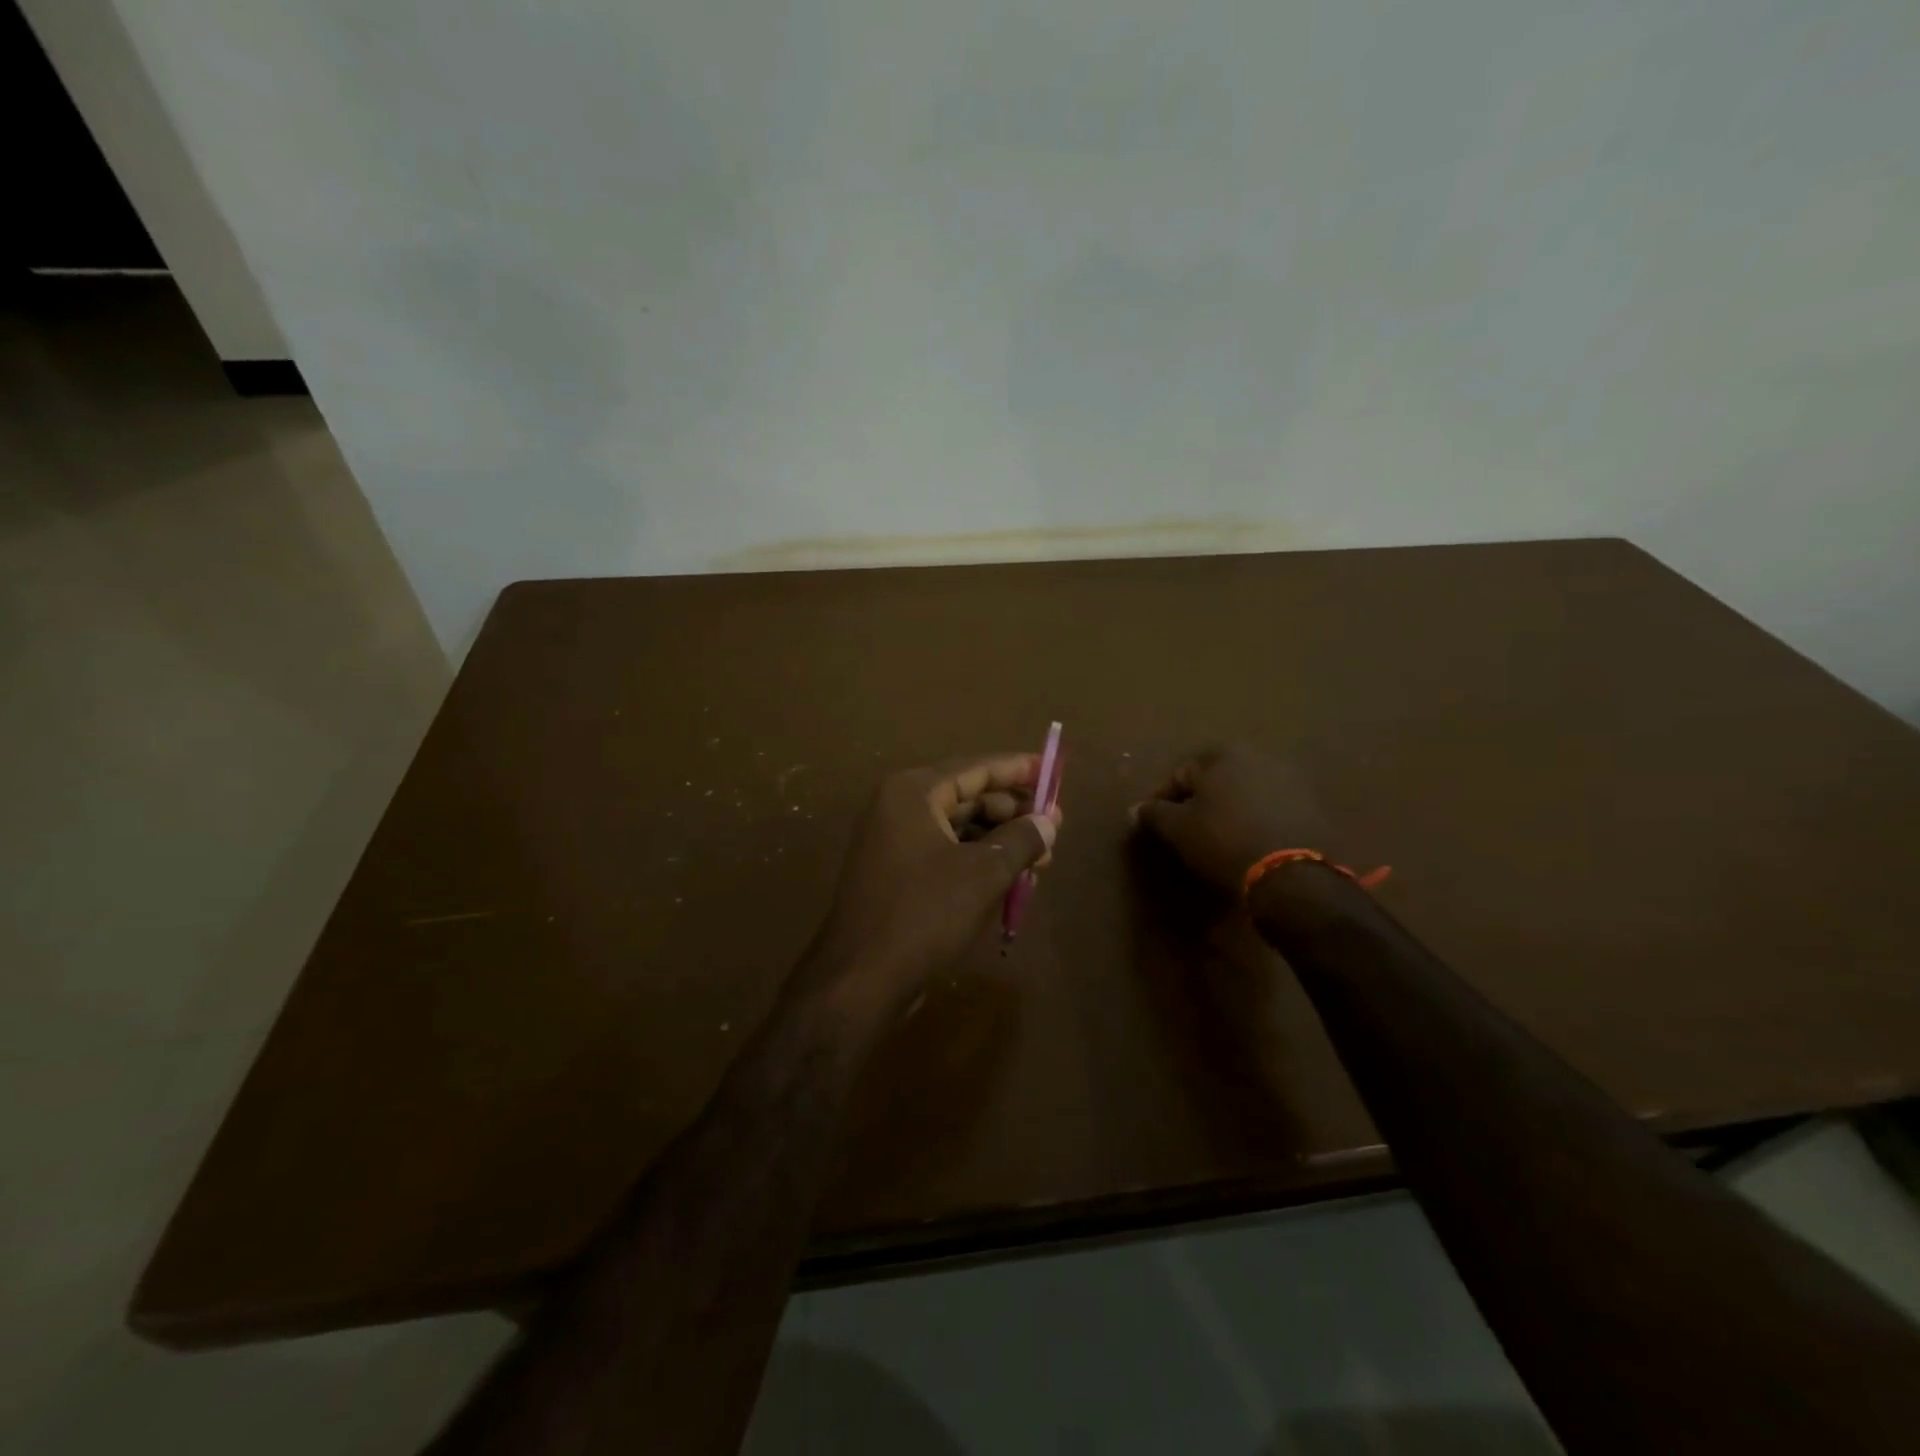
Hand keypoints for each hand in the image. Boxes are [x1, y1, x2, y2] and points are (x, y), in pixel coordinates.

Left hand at [808, 753, 1059, 1021]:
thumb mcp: (984, 873)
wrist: (861, 978)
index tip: (1052, 770)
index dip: (1017, 769)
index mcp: (912, 793)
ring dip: (999, 842)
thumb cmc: (924, 913)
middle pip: (967, 797)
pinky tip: (1010, 880)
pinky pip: (944, 854)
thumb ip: (1022, 839)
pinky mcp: (895, 874)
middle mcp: (898, 808)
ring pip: (958, 829)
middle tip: (1054, 828)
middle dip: (1012, 813)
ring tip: (1040, 860)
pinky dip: (977, 862)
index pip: (975, 768)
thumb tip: (1049, 821)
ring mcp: (893, 842)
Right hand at [1131, 744, 1330, 895]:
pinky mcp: (1311, 803)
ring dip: (1229, 809)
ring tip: (1220, 839)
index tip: (1158, 827)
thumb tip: (1135, 809)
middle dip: (1200, 802)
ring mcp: (1288, 777)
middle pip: (1214, 779)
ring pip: (1244, 792)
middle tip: (1189, 832)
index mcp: (1221, 754)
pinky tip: (1250, 843)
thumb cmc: (1223, 841)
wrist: (1292, 873)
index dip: (1163, 802)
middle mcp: (1257, 755)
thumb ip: (1153, 814)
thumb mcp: (1178, 830)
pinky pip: (1270, 807)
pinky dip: (1256, 820)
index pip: (1179, 775)